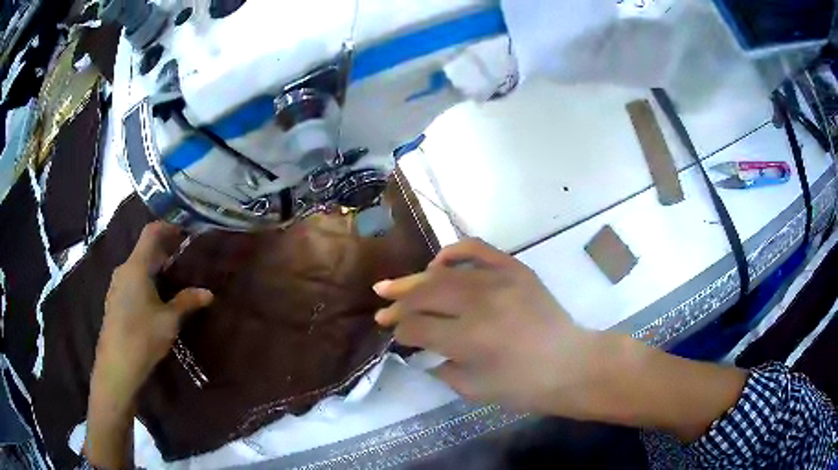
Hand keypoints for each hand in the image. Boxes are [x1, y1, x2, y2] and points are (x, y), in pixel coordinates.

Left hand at [95, 222, 213, 401]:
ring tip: (172, 278)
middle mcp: (124, 270)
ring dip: (154, 267)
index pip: (151, 233)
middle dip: (164, 250)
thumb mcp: (169, 320)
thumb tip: (209, 293)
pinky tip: (155, 298)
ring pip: (137, 266)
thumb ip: (187, 302)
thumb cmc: (143, 336)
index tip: (184, 232)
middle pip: (144, 249)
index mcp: (136, 267)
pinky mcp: (114, 300)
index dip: (168, 227)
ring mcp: (116, 285)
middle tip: (183, 257)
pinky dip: (145, 280)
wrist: (117, 364)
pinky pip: (131, 280)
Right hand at [374, 239, 606, 418]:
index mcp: (469, 339)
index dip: (401, 331)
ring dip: (414, 280)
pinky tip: (438, 262)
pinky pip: (478, 249)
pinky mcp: (516, 269)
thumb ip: (441, 368)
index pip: (418, 327)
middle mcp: (480, 304)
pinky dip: (454, 252)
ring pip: (444, 274)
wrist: (571, 364)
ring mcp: (500, 281)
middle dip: (398, 303)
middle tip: (382, 307)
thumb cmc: (524, 386)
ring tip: (393, 285)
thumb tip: (422, 349)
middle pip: (424, 295)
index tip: (395, 334)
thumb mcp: (474, 390)